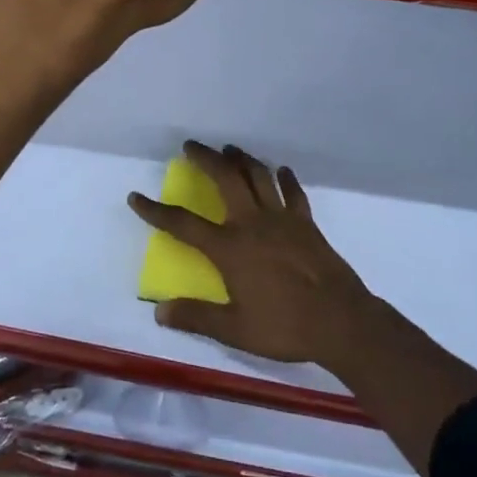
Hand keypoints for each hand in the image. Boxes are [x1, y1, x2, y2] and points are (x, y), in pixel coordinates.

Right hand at [128, 142, 377, 367]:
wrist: (341, 321)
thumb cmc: (285, 326)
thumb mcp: (235, 329)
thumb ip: (197, 317)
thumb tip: (159, 312)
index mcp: (230, 248)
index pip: (183, 224)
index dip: (156, 210)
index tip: (136, 197)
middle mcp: (252, 223)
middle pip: (225, 178)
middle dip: (205, 158)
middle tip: (191, 146)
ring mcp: (282, 218)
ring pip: (258, 176)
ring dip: (241, 159)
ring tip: (229, 149)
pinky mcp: (306, 222)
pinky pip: (293, 192)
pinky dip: (285, 178)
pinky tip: (280, 171)